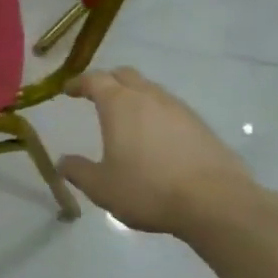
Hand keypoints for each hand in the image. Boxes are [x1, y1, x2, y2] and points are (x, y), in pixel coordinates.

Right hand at [58, 68, 260, 238]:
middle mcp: (150, 97)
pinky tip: (155, 138)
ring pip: (150, 90)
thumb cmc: (148, 190)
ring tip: (126, 118)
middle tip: (95, 96)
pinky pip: (170, 109)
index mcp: (120, 105)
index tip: (68, 90)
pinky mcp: (201, 125)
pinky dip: (156, 114)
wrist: (215, 202)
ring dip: (134, 96)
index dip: (79, 83)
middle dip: (108, 81)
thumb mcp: (101, 187)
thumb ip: (78, 171)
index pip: (95, 80)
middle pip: (125, 76)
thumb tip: (63, 162)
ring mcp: (179, 109)